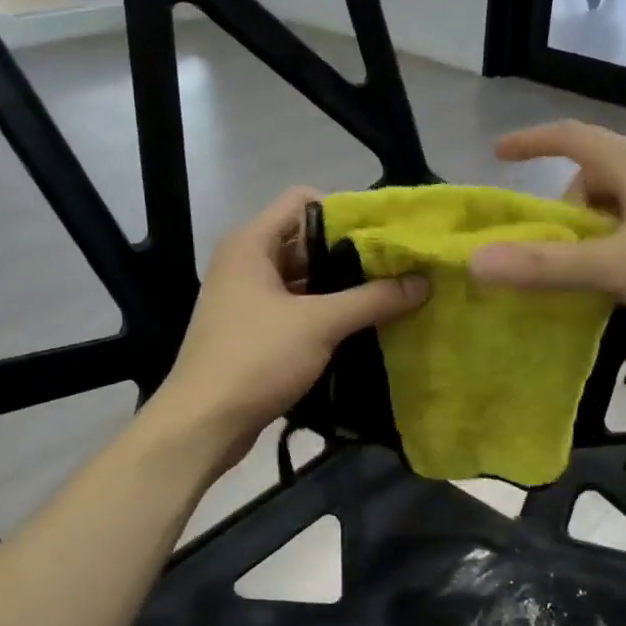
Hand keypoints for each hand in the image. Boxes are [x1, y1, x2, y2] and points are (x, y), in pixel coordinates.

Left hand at [146, 186, 427, 470]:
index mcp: (251, 244)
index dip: (346, 211)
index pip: (304, 201)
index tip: (386, 235)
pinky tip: (362, 326)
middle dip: (351, 253)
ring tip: (389, 296)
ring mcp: (248, 299)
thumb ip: (372, 299)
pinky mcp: (255, 331)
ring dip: (342, 287)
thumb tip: (423, 282)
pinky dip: (327, 313)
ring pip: (305, 278)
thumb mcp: (319, 324)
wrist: (202, 424)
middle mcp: (247, 262)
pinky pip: (298, 309)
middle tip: (398, 267)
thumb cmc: (255, 359)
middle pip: (307, 240)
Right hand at [467, 121, 625, 324]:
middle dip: (568, 208)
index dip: (530, 142)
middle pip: (593, 173)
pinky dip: (624, 236)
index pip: (569, 136)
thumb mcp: (613, 268)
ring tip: (600, 269)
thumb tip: (477, 262)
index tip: (499, 154)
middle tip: (563, 250)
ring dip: (598, 227)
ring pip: (621, 197)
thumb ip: (545, 265)